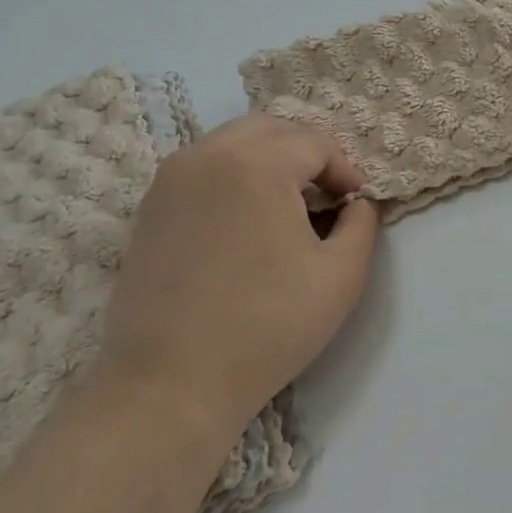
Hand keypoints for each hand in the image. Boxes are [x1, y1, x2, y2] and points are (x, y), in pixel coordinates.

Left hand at [99, 114, 379, 437]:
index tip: (356, 204)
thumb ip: (362, 224)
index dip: (345, 169)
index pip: (315, 143)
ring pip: (232, 143)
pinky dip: (234, 176)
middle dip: (307, 153)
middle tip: (327, 195)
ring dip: (269, 160)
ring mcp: (171, 179)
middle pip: (271, 129)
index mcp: (257, 164)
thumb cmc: (267, 327)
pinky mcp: (149, 207)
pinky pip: (203, 168)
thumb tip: (357, 202)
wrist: (170, 383)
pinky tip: (246, 223)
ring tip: (288, 207)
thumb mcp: (341, 276)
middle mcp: (208, 155)